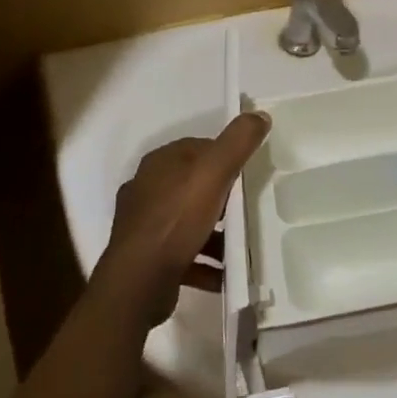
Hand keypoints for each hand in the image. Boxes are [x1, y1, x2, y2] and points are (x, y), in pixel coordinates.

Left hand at [97, 112, 269, 328]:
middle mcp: (147, 189)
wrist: (138, 282)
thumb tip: (259, 115)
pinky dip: (205, 262)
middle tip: (248, 210)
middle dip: (222, 198)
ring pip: (189, 222)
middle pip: (194, 186)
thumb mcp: (213, 173)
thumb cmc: (176, 219)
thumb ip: (237, 142)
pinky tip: (225, 275)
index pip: (198, 149)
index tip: (248, 175)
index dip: (225, 158)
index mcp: (160, 163)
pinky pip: (184, 254)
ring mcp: (144, 225)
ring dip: (216, 234)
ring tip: (242, 247)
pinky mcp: (147, 258)